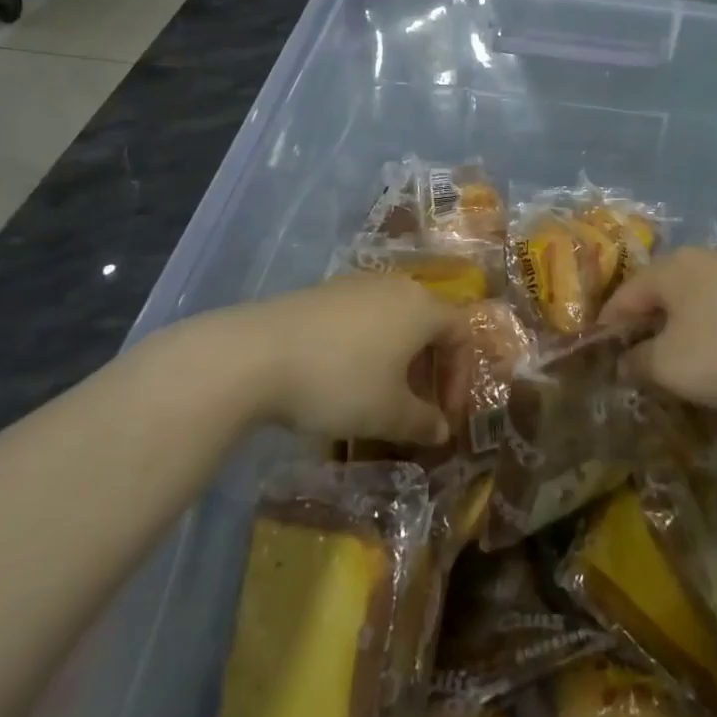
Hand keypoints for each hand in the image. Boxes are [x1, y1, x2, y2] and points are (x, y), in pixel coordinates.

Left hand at [234, 276, 457, 444]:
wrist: (254, 355)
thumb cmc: (339, 381)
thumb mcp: (388, 413)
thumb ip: (423, 423)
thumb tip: (442, 430)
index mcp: (421, 307)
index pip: (461, 332)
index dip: (461, 375)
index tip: (446, 414)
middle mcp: (394, 287)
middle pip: (427, 323)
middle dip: (429, 369)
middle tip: (417, 407)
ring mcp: (354, 285)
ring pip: (392, 321)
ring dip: (397, 359)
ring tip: (380, 396)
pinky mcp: (321, 294)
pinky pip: (360, 319)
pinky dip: (366, 348)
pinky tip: (341, 378)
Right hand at [599, 248, 716, 410]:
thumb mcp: (668, 366)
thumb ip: (636, 362)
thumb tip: (623, 362)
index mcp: (671, 268)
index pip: (624, 295)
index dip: (607, 326)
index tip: (598, 355)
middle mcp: (700, 258)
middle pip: (658, 293)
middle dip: (643, 325)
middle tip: (634, 358)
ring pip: (690, 299)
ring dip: (676, 327)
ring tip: (672, 359)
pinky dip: (706, 328)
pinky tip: (713, 352)